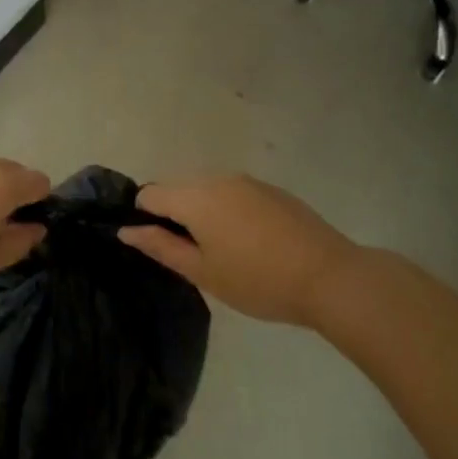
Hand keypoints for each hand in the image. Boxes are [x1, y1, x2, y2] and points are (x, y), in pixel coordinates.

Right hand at [119, 175, 360, 326]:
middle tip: (193, 255)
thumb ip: (161, 246)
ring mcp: (247, 181)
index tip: (161, 246)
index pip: (150, 193)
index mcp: (195, 197)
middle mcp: (217, 178)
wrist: (331, 277)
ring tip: (224, 251)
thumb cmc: (258, 280)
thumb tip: (126, 230)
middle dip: (175, 215)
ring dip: (203, 212)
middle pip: (178, 188)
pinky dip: (229, 211)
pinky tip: (251, 243)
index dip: (145, 218)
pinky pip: (234, 193)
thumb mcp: (203, 272)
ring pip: (207, 189)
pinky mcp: (271, 190)